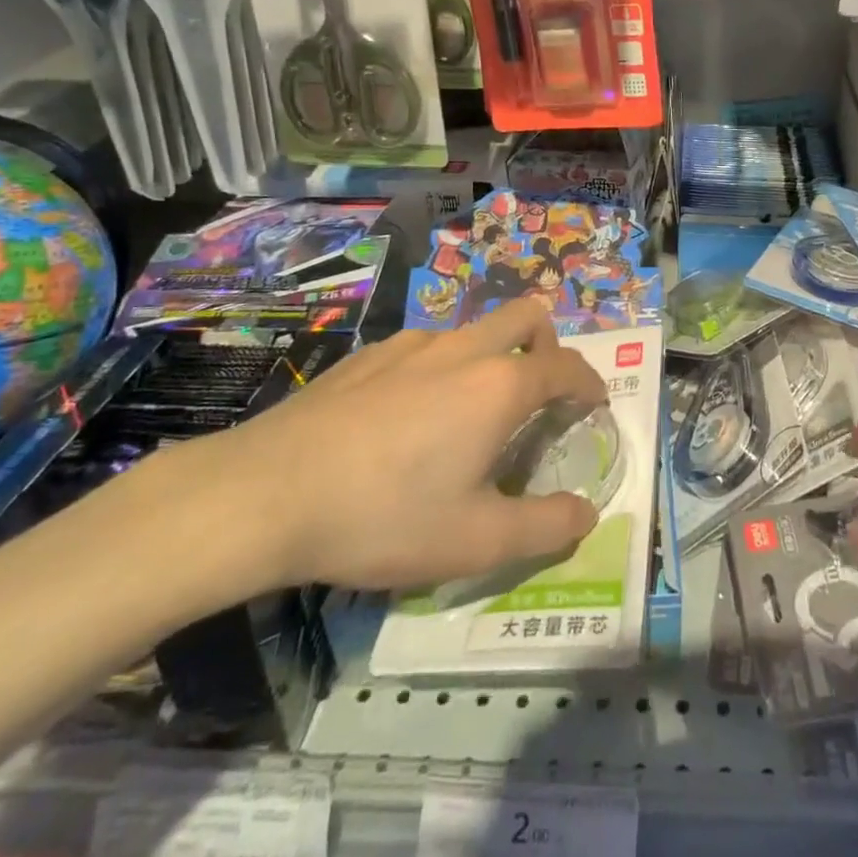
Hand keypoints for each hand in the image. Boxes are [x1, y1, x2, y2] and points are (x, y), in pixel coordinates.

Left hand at [151, 299, 606, 596]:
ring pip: (474, 328)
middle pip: (526, 315)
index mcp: (499, 386)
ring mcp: (412, 345)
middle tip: (540, 392)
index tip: (593, 405)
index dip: (590, 383)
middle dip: (548, 343)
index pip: (567, 366)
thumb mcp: (475, 541)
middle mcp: (463, 349)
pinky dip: (443, 367)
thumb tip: (587, 514)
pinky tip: (410, 416)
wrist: (264, 495)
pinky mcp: (369, 354)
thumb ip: (545, 527)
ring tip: (472, 412)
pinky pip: (427, 346)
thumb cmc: (383, 517)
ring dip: (493, 355)